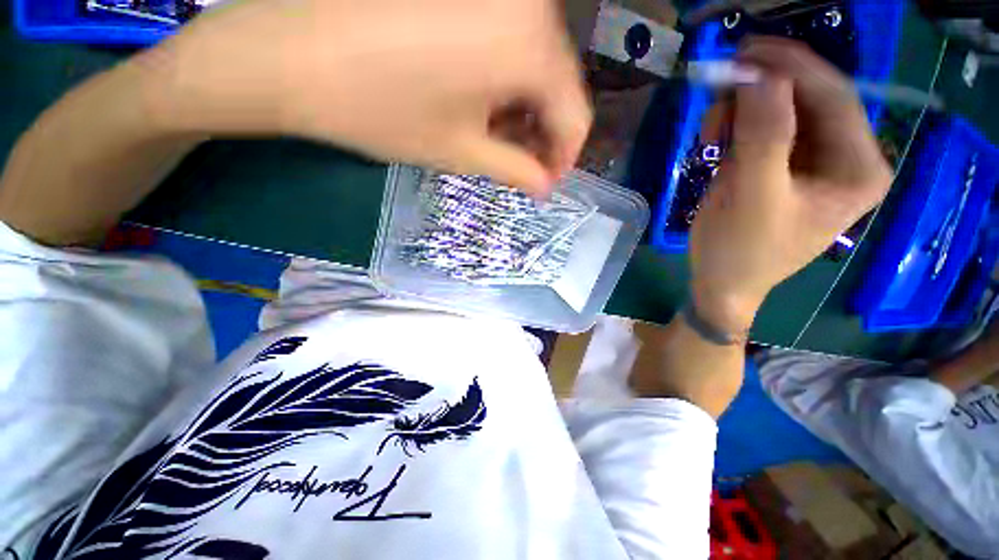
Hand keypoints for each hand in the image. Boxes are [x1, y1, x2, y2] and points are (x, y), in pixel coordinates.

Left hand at [138, 0, 591, 193]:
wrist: (288, 52)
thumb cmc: (380, 110)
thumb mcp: (461, 152)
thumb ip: (516, 171)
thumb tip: (546, 186)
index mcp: (530, 44)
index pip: (574, 116)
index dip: (563, 158)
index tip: (545, 183)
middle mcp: (526, 2)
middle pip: (557, 86)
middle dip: (541, 135)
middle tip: (520, 167)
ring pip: (534, 64)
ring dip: (523, 110)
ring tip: (496, 139)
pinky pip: (509, 41)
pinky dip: (505, 81)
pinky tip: (480, 103)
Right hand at [689, 37, 892, 332]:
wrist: (721, 284)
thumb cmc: (739, 251)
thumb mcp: (751, 196)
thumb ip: (763, 136)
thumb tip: (760, 75)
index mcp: (859, 168)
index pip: (833, 96)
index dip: (790, 68)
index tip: (743, 53)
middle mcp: (847, 158)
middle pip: (809, 100)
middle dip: (760, 94)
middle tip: (717, 97)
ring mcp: (815, 162)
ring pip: (783, 111)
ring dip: (744, 113)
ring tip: (711, 137)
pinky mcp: (786, 168)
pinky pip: (766, 130)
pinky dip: (738, 129)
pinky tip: (718, 145)